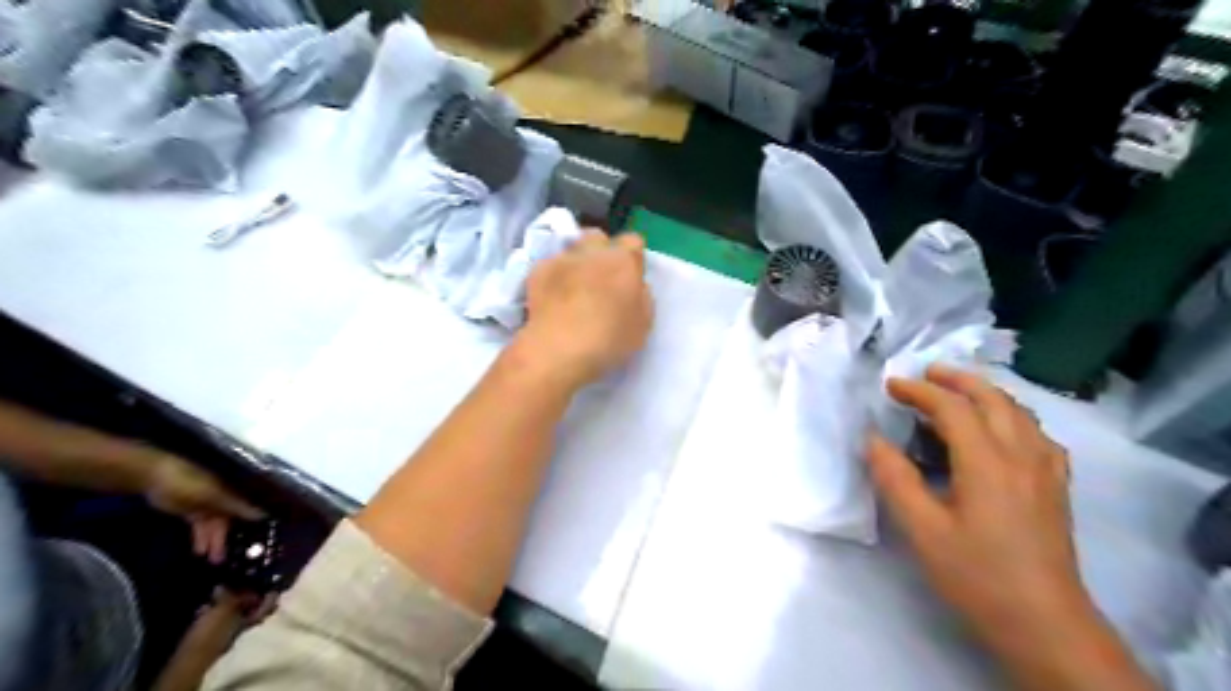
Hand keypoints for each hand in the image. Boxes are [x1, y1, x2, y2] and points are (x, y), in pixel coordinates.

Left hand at [147, 456, 264, 564]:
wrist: (154, 478)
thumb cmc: (189, 483)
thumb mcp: (215, 496)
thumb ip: (237, 507)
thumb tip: (264, 515)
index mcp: (233, 491)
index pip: (248, 508)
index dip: (254, 523)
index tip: (258, 541)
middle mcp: (224, 498)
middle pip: (231, 520)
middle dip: (228, 538)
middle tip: (227, 558)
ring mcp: (207, 504)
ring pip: (215, 525)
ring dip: (214, 541)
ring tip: (213, 560)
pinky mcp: (191, 510)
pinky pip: (201, 526)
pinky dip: (202, 537)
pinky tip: (200, 551)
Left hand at [514, 229, 651, 387]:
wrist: (558, 350)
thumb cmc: (608, 340)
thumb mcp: (643, 324)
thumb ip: (641, 297)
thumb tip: (634, 287)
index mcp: (624, 261)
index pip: (633, 241)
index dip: (632, 257)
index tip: (629, 276)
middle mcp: (593, 251)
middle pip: (599, 237)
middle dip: (601, 252)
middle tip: (601, 279)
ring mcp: (562, 259)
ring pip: (572, 249)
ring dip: (576, 262)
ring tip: (574, 288)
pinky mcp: (537, 271)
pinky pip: (550, 265)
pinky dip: (553, 276)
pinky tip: (553, 298)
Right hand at [865, 366, 1085, 653]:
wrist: (1045, 624)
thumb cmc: (976, 575)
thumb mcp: (922, 530)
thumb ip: (895, 479)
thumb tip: (874, 440)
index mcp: (987, 463)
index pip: (952, 408)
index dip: (919, 391)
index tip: (890, 386)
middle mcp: (1021, 455)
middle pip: (993, 399)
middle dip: (956, 380)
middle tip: (925, 374)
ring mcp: (1045, 471)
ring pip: (1019, 412)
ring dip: (986, 393)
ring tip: (958, 392)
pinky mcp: (1056, 488)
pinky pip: (1037, 434)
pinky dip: (1013, 417)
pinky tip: (1003, 430)